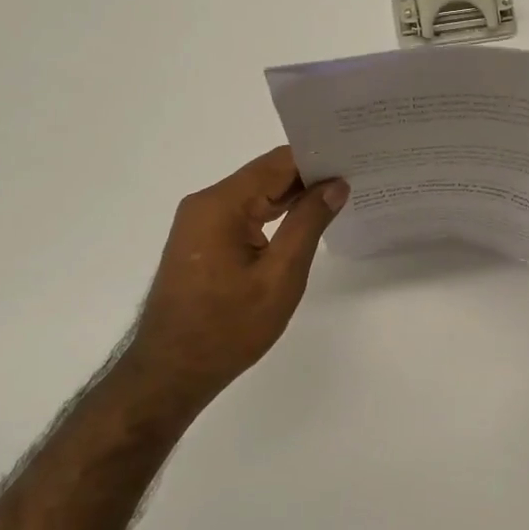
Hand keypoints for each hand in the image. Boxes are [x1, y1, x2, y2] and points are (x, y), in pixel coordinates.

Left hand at [125, 146, 347, 402]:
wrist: (171, 372)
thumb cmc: (228, 327)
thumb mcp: (279, 277)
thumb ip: (308, 224)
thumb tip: (335, 184)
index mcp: (221, 204)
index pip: (277, 163)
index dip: (317, 158)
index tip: (355, 158)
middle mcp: (205, 203)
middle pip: (265, 176)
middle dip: (309, 176)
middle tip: (357, 174)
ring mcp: (200, 222)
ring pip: (255, 195)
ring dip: (293, 197)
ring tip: (339, 195)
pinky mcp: (202, 241)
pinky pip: (243, 215)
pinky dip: (273, 215)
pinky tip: (303, 221)